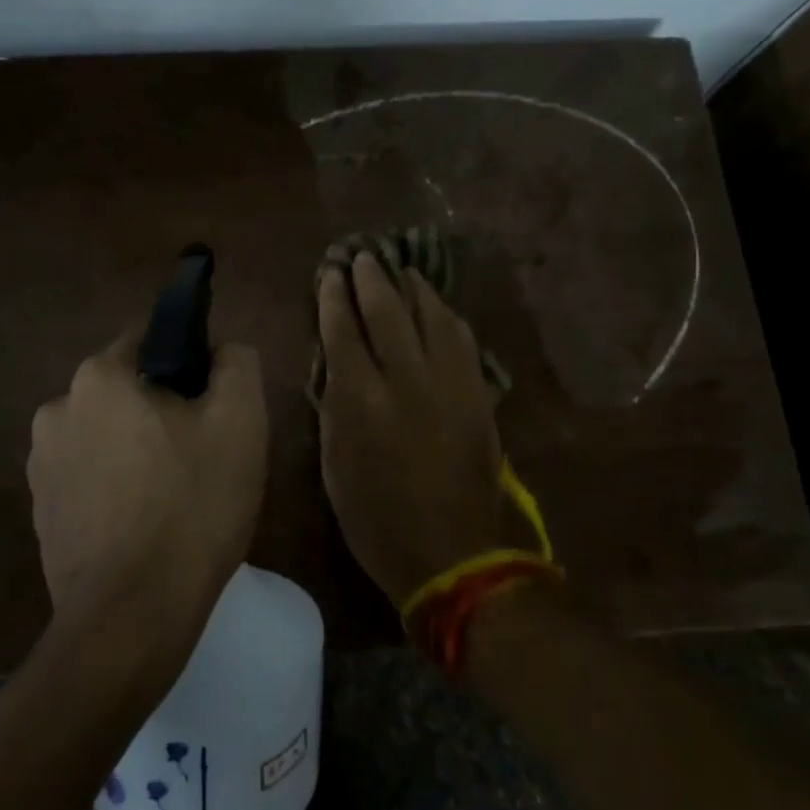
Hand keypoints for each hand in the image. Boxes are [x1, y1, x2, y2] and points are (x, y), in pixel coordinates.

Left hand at [27, 330, 267, 653]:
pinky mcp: (39, 510)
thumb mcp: (239, 422)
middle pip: (126, 390)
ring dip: (136, 449)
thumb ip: (236, 364)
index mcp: (99, 377)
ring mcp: (41, 463)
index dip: (190, 363)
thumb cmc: (191, 507)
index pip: (151, 340)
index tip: (213, 404)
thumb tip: (221, 350)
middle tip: (201, 454)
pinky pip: (88, 476)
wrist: (131, 616)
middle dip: (162, 410)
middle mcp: (57, 408)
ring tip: (172, 496)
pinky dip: (114, 486)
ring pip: (106, 434)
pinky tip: (142, 524)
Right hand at [316, 253, 516, 606]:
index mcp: (361, 400)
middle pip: (387, 310)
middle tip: (364, 256)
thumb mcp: (335, 464)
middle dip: (372, 278)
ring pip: (430, 315)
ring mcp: (448, 383)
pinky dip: (445, 315)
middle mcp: (405, 379)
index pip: (343, 330)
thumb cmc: (376, 518)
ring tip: (400, 269)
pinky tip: (436, 306)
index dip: (334, 297)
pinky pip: (462, 339)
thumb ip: (333, 405)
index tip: (331, 273)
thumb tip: (336, 362)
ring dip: (412, 287)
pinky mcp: (478, 393)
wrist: (451, 553)